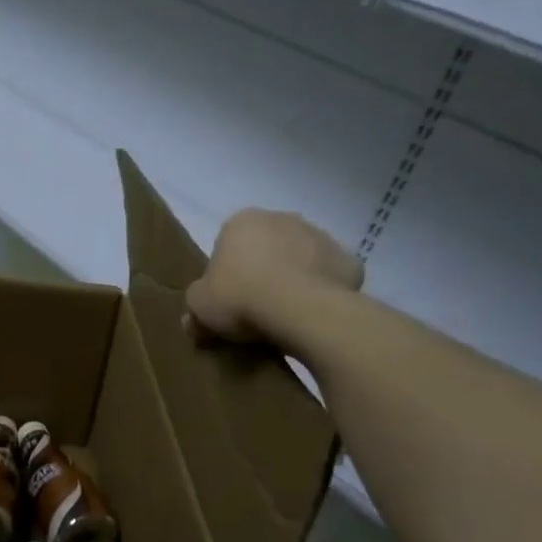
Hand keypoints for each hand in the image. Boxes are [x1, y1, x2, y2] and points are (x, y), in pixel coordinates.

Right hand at [186, 208, 362, 344]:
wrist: (300, 309)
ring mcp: (320, 236)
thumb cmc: (240, 297)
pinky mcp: (349, 260)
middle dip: (264, 270)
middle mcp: (282, 218)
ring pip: (302, 258)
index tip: (229, 300)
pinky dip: (324, 291)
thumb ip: (194, 308)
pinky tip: (315, 314)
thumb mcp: (200, 307)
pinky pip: (331, 277)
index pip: (229, 244)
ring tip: (287, 314)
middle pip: (268, 247)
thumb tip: (192, 322)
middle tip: (256, 307)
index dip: (227, 274)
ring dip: (295, 278)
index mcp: (242, 221)